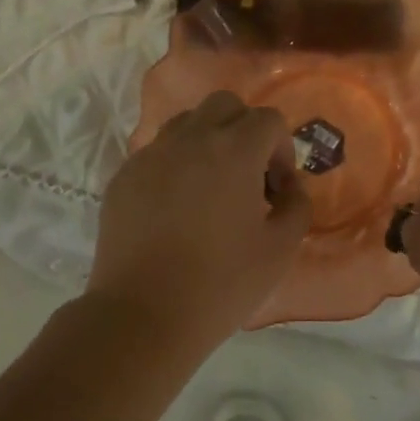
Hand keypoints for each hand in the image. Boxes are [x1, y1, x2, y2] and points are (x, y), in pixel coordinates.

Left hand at [89, 91, 310, 355]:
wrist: (143, 314)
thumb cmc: (221, 284)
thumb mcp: (280, 250)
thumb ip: (297, 207)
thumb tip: (289, 187)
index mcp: (233, 151)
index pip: (268, 120)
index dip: (282, 150)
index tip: (277, 190)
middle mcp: (189, 140)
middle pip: (225, 106)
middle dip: (245, 132)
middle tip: (248, 178)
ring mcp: (149, 156)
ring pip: (186, 124)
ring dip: (208, 143)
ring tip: (211, 190)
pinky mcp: (122, 178)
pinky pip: (157, 153)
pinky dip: (176, 165)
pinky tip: (176, 210)